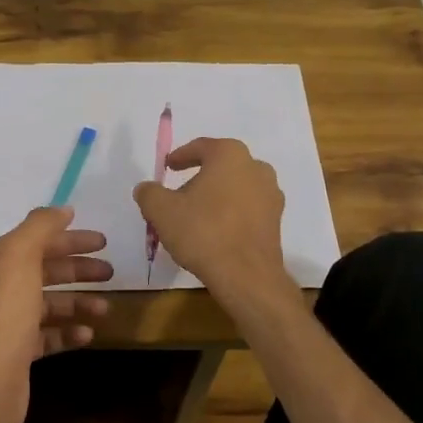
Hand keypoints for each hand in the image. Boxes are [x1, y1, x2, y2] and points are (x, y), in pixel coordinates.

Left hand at [0, 207, 111, 422]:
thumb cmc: (7, 310)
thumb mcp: (20, 255)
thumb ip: (41, 226)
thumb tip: (63, 210)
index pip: (38, 241)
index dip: (70, 239)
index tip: (103, 242)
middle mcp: (0, 289)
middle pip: (46, 272)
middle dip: (79, 270)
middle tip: (111, 272)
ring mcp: (10, 323)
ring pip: (50, 305)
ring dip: (79, 302)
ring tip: (104, 308)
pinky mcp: (20, 353)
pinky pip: (50, 336)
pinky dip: (70, 332)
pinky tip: (88, 334)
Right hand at [133, 137, 287, 297]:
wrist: (246, 275)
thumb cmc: (202, 232)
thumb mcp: (161, 210)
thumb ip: (149, 193)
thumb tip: (146, 188)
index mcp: (230, 155)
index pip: (201, 147)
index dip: (181, 156)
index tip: (168, 167)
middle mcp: (256, 167)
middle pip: (221, 166)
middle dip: (200, 177)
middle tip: (179, 194)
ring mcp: (271, 194)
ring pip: (237, 187)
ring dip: (217, 196)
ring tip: (197, 215)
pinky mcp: (276, 220)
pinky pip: (248, 208)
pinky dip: (231, 213)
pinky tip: (216, 231)